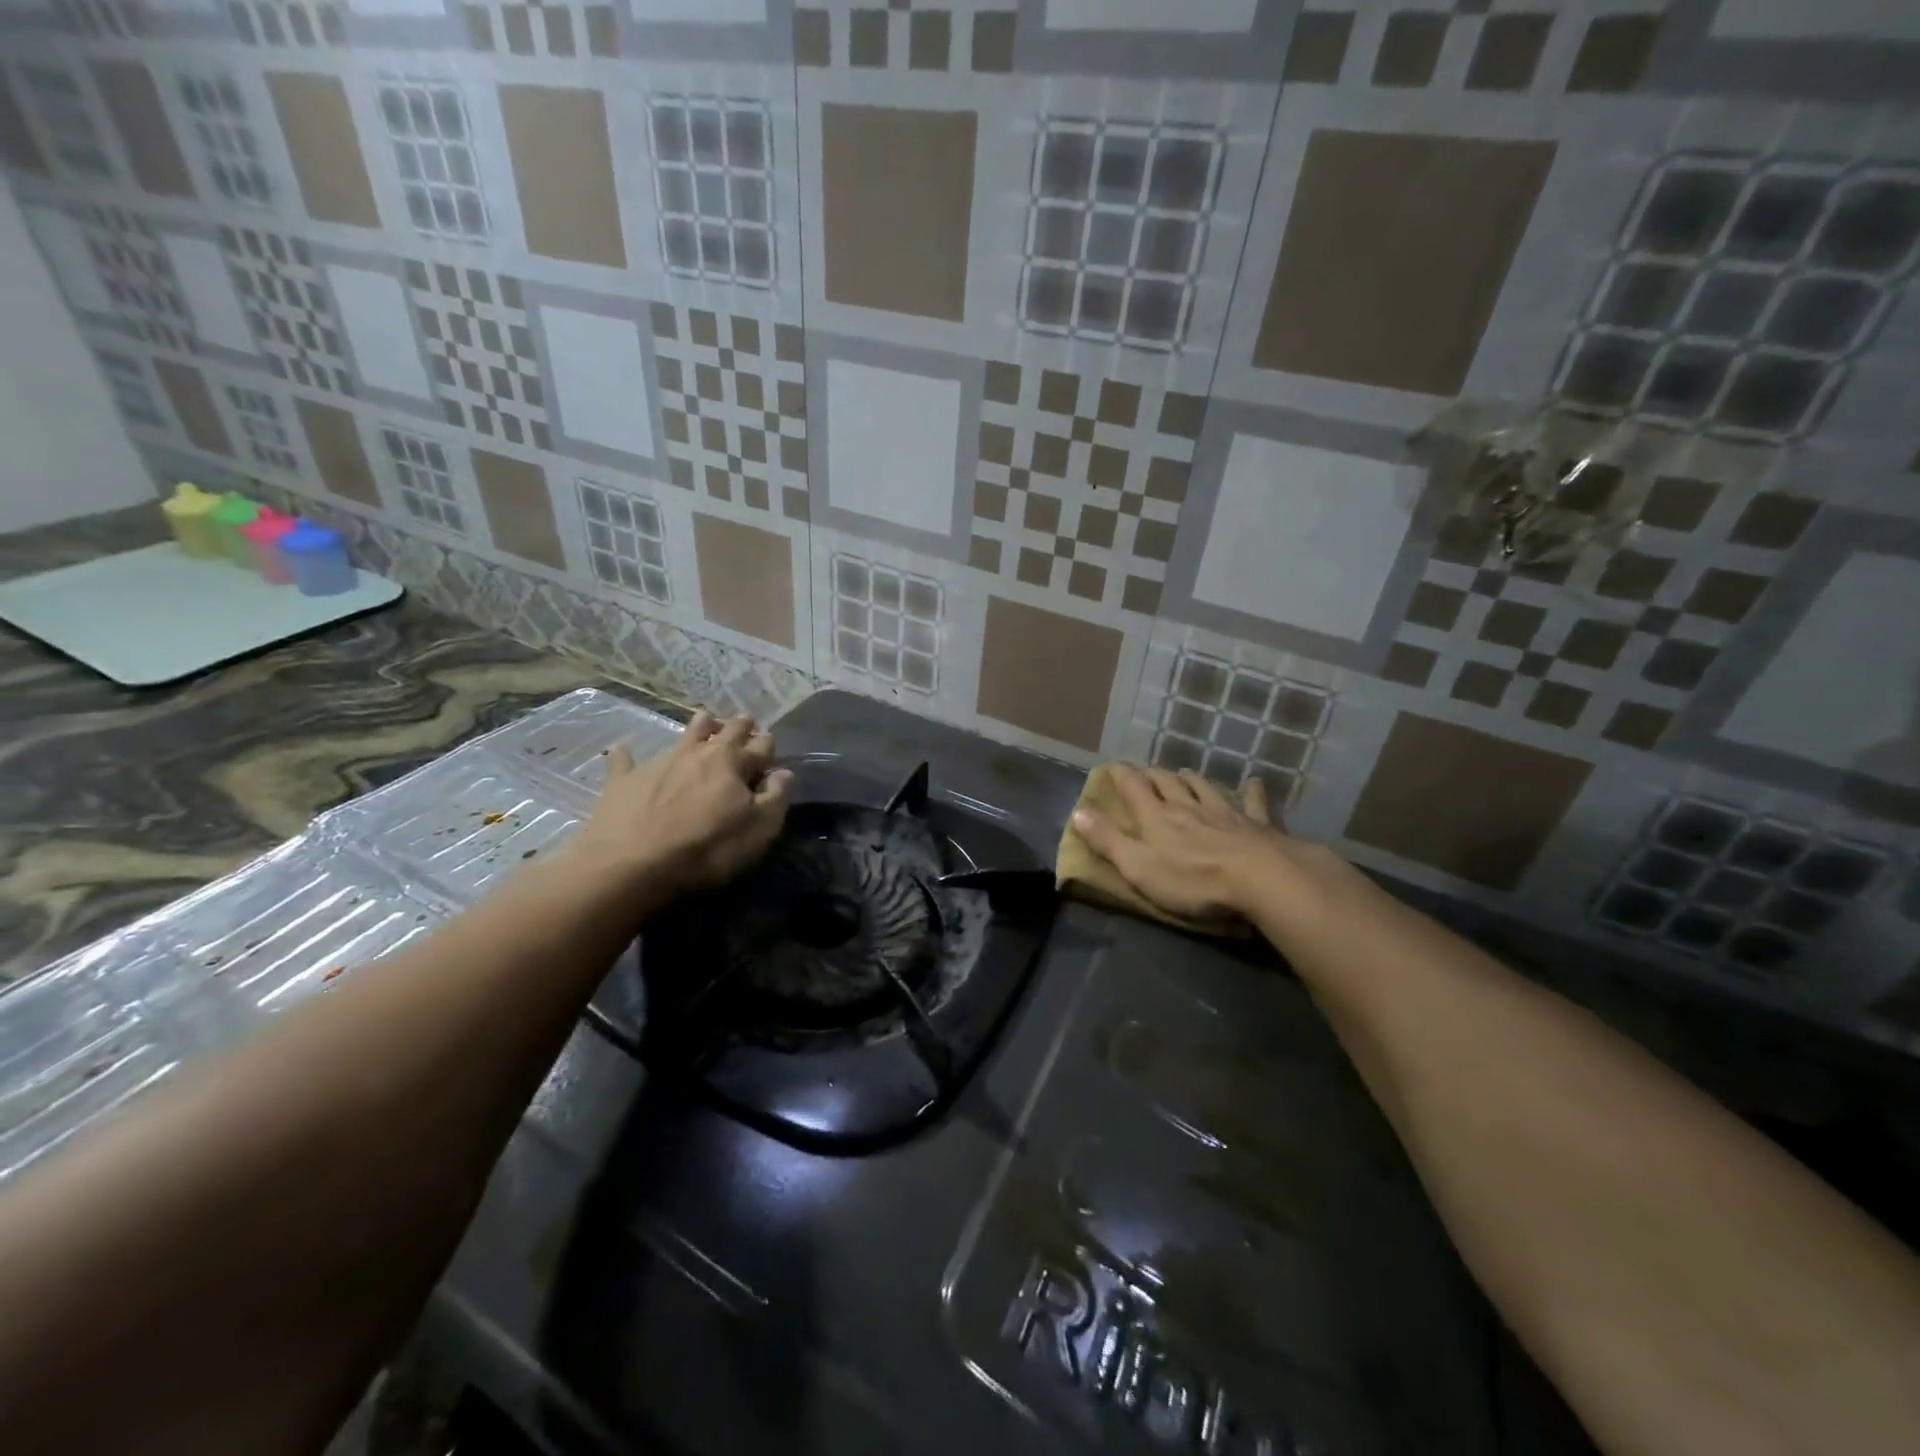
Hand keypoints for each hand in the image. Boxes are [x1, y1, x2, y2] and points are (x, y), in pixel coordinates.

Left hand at [571, 711, 792, 898]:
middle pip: (725, 730)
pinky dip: (627, 754)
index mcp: (733, 762)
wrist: (632, 864)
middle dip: (739, 725)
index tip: (771, 746)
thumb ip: (775, 798)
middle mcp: (699, 752)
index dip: (768, 745)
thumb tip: (784, 773)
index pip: (760, 745)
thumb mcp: (759, 830)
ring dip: (699, 726)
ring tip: (705, 721)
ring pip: (685, 733)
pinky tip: (623, 749)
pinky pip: (624, 760)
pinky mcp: (625, 779)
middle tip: (745, 722)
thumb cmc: (707, 848)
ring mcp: (660, 761)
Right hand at [1071, 765, 1339, 925]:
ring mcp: (1224, 811)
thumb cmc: (1192, 879)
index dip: (1121, 774)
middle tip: (1147, 773)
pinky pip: (1252, 801)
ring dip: (1191, 779)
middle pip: (1167, 782)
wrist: (1260, 879)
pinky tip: (1252, 784)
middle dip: (1154, 775)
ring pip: (1204, 786)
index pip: (1133, 786)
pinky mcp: (1256, 823)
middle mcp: (1187, 805)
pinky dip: (1249, 791)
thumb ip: (1107, 840)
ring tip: (1184, 774)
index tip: (1113, 767)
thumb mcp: (1138, 867)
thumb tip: (1077, 812)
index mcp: (1156, 816)